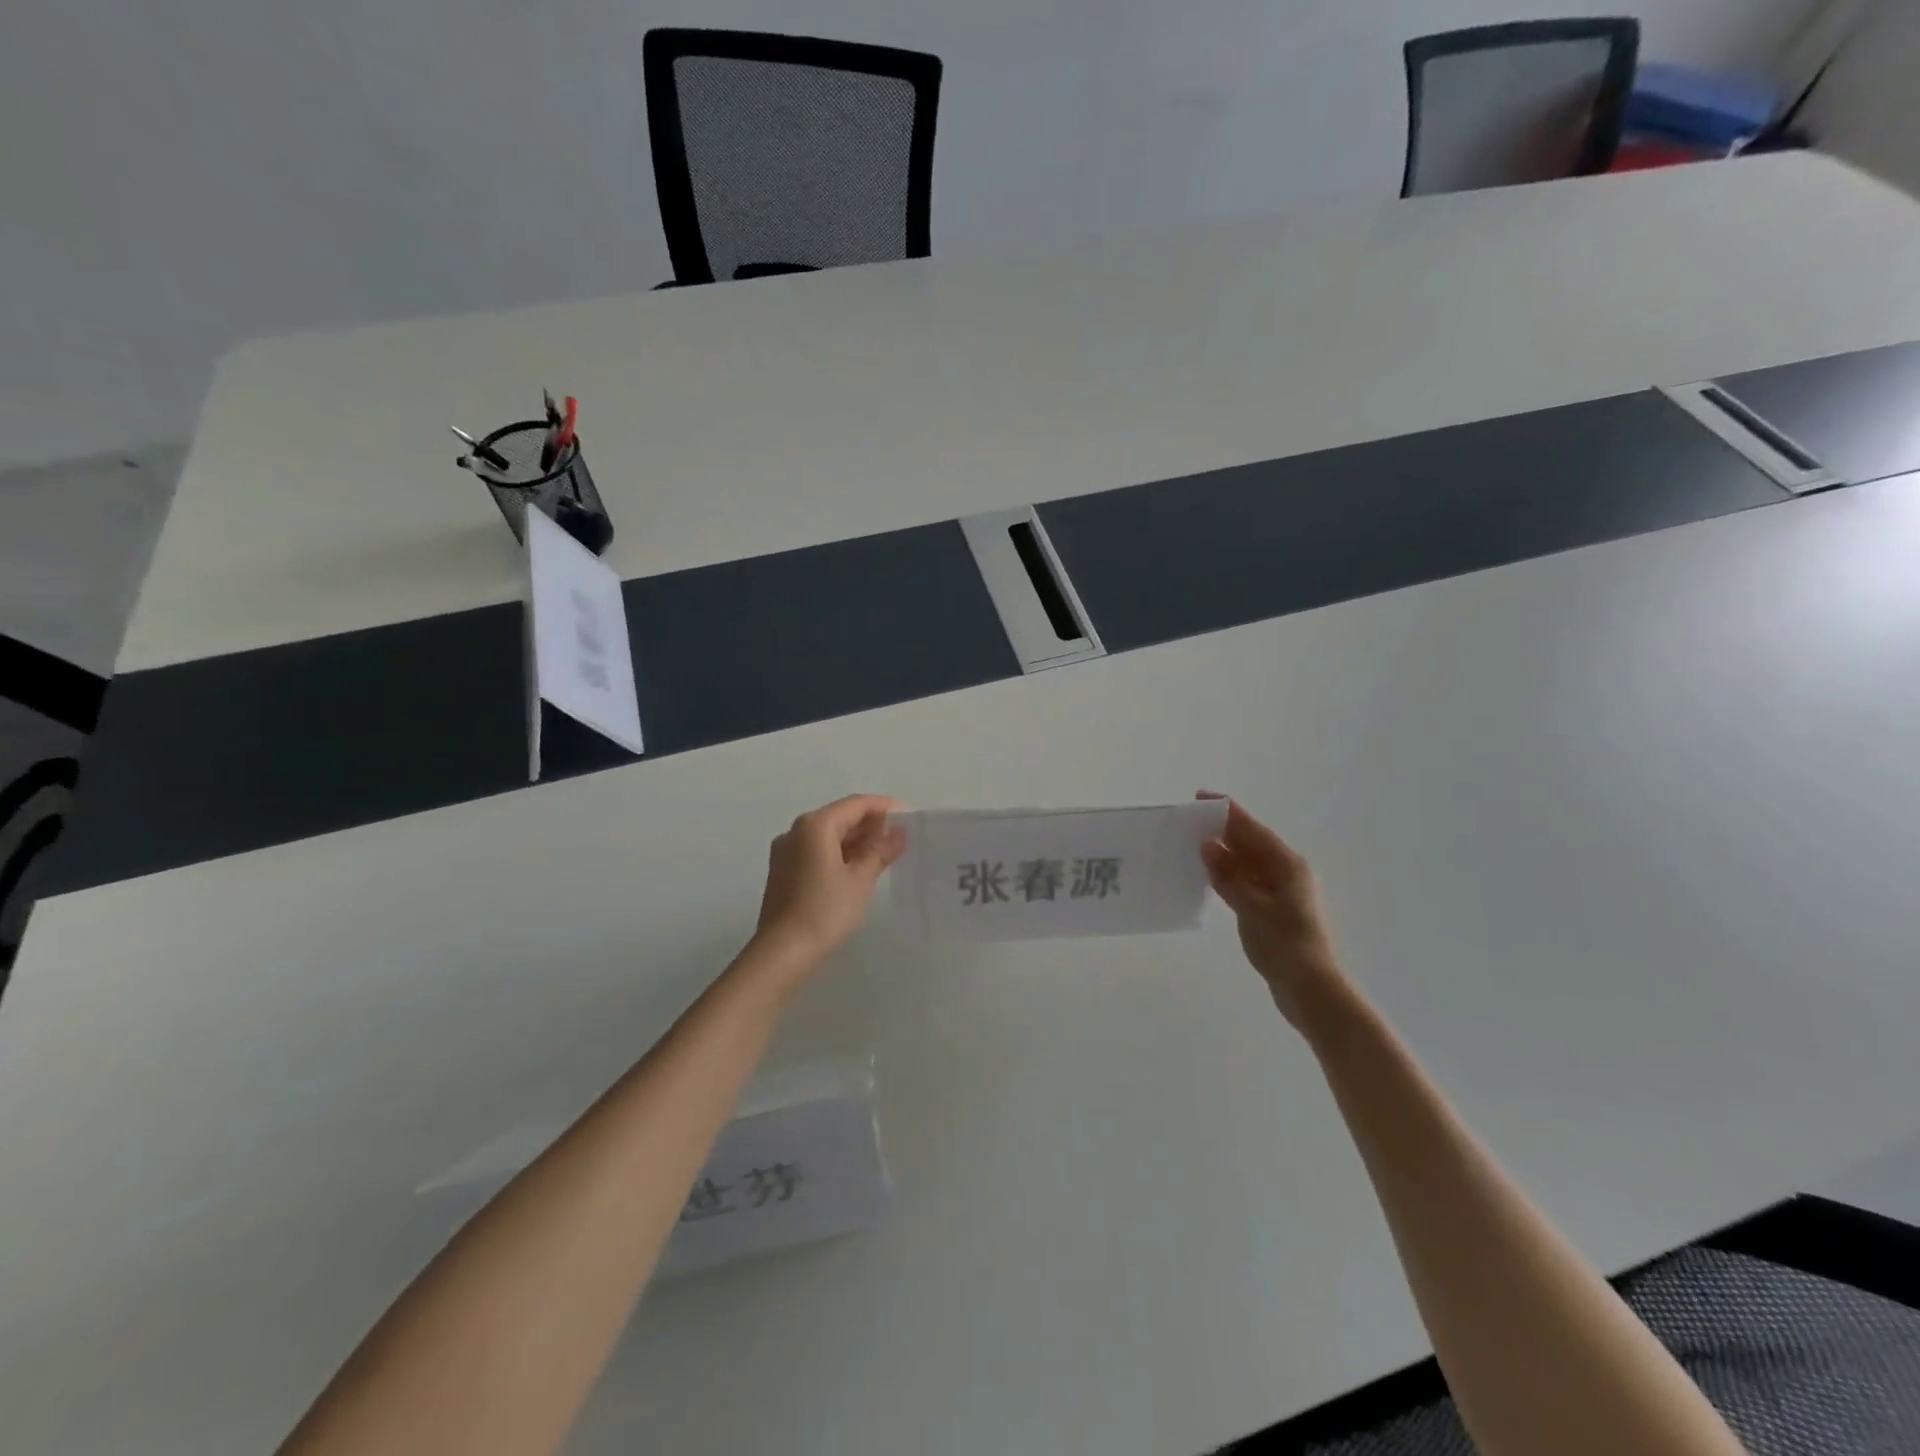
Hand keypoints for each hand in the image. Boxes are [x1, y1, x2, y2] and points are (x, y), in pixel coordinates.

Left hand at [752, 795, 907, 964]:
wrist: (783, 953)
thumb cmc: (825, 911)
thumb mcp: (860, 879)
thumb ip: (880, 850)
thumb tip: (899, 833)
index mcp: (815, 825)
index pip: (856, 804)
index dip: (884, 807)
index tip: (909, 816)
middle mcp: (796, 831)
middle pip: (839, 817)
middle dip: (870, 824)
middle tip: (900, 836)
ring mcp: (786, 852)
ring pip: (827, 835)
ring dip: (856, 840)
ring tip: (885, 852)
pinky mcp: (783, 871)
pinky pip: (816, 851)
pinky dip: (839, 853)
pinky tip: (858, 868)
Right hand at [1198, 794, 1352, 1035]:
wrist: (1311, 989)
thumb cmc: (1284, 944)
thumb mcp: (1252, 907)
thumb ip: (1229, 875)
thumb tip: (1208, 845)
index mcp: (1287, 865)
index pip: (1252, 829)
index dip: (1227, 812)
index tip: (1200, 797)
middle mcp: (1287, 872)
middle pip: (1251, 843)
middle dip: (1223, 830)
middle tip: (1189, 821)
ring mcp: (1282, 892)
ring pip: (1248, 863)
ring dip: (1224, 853)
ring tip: (1193, 844)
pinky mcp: (1274, 911)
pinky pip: (1247, 882)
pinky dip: (1229, 875)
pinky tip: (1210, 876)